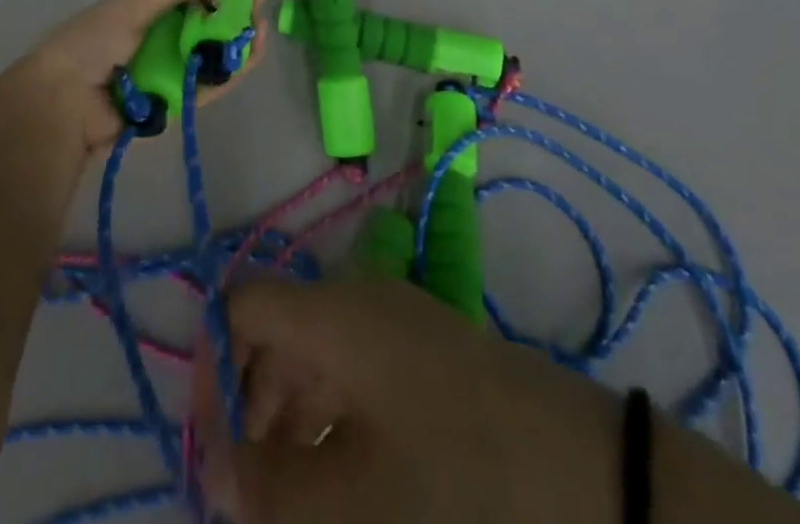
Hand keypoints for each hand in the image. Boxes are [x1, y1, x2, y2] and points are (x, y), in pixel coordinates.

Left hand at [0, 0, 270, 156]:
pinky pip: (210, 86)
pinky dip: (232, 72)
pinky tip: (252, 53)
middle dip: (236, 10)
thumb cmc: (94, 40)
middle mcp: (161, 36)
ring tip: (263, 25)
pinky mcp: (177, 103)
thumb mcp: (136, 1)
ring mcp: (170, 70)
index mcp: (147, 7)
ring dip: (240, 39)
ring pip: (214, 53)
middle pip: (208, 21)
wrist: (63, 102)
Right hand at [195, 276, 618, 523]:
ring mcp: (396, 322)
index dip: (212, 366)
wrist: (588, 475)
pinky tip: (340, 478)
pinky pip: (355, 371)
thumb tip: (219, 468)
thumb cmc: (455, 480)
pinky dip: (331, 418)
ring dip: (288, 418)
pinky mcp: (426, 352)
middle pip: (276, 331)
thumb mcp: (350, 500)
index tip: (211, 447)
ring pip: (315, 355)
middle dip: (249, 404)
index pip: (240, 305)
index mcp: (330, 312)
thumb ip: (267, 485)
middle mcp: (357, 298)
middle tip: (246, 489)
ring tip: (288, 496)